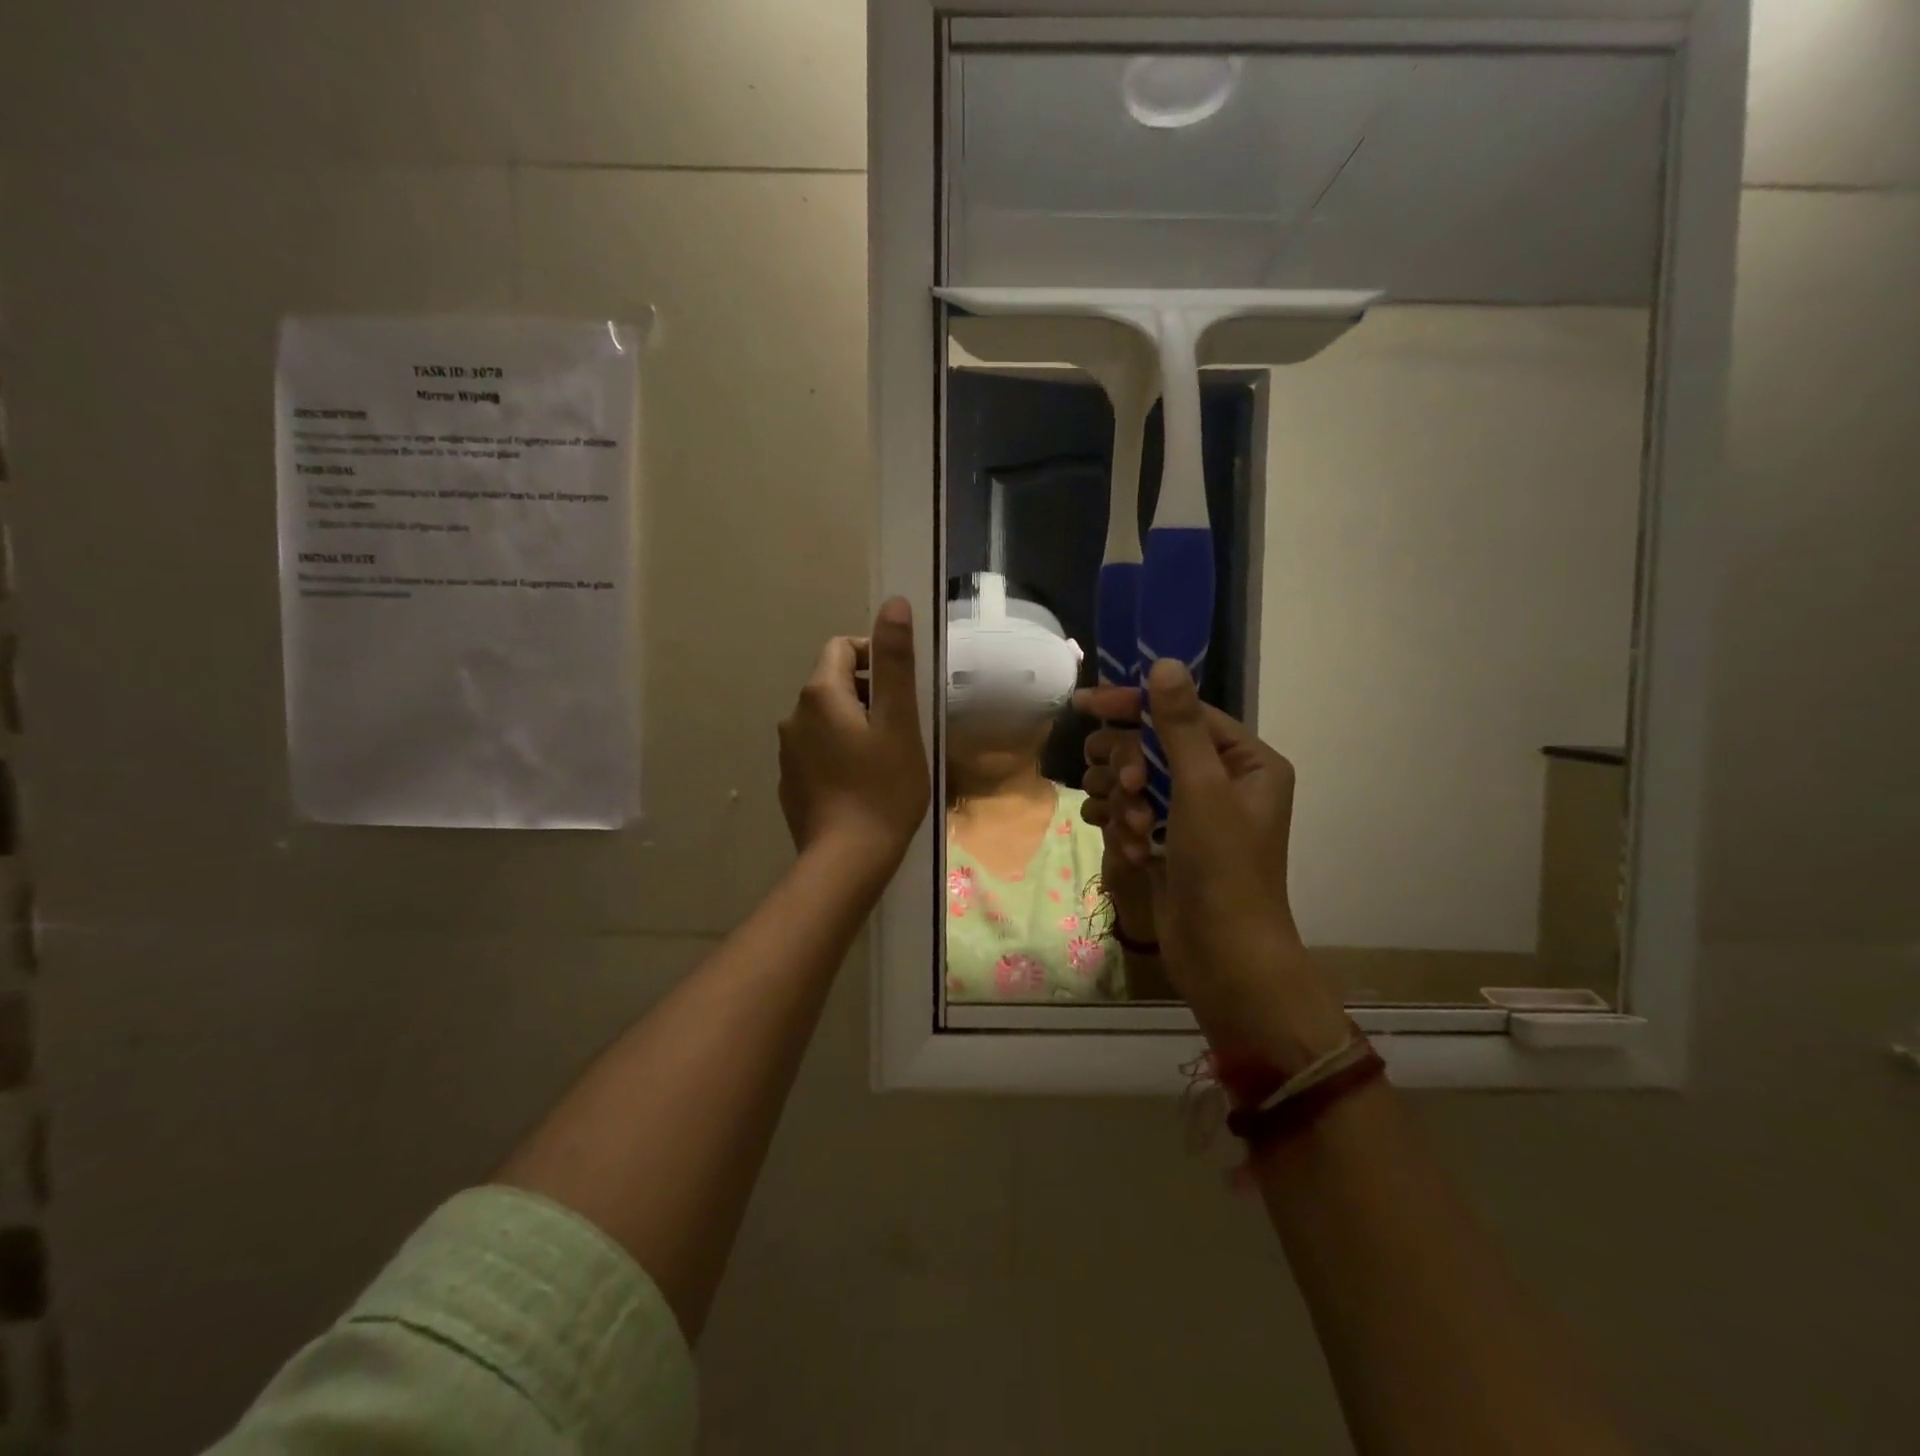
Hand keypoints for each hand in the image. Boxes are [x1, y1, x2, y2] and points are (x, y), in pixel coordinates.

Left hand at [778, 598, 930, 883]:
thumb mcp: (899, 721)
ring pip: (825, 719)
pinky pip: (817, 750)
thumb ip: (894, 662)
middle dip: (868, 695)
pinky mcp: (789, 781)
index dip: (875, 658)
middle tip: (901, 729)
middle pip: (833, 683)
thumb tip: (894, 604)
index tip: (901, 691)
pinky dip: (839, 753)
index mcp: (820, 694)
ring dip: (854, 725)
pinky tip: (861, 783)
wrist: (847, 859)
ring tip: (885, 758)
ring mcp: (787, 751)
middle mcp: (794, 715)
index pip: (842, 648)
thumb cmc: (883, 788)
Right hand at [1078, 662, 1347, 1070]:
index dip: (1133, 705)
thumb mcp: (1201, 790)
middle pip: (1151, 745)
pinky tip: (1131, 852)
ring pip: (1133, 780)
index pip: (1181, 712)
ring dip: (1124, 803)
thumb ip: (1179, 726)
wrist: (1224, 959)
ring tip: (1133, 832)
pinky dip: (1123, 828)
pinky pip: (1129, 812)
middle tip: (1125, 789)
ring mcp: (1190, 813)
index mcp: (1245, 761)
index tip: (1084, 703)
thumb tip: (1163, 663)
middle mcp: (1220, 780)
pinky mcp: (1166, 840)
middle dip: (1128, 766)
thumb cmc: (1224, 869)